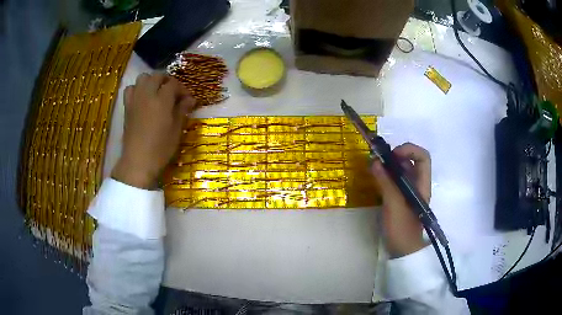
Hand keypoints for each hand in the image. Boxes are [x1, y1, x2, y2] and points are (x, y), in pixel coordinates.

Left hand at [112, 73, 194, 188]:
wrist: (138, 161)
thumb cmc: (160, 148)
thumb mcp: (176, 130)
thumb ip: (182, 110)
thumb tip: (190, 99)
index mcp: (162, 100)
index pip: (173, 84)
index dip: (182, 89)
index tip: (187, 100)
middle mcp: (147, 94)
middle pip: (157, 76)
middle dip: (167, 81)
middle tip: (173, 93)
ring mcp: (135, 99)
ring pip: (142, 78)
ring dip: (151, 81)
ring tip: (156, 93)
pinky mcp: (127, 107)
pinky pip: (131, 89)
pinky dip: (137, 89)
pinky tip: (142, 99)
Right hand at [371, 143, 430, 257]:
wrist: (403, 250)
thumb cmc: (402, 228)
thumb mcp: (394, 205)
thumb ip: (385, 182)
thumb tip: (375, 161)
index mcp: (422, 184)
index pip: (423, 157)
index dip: (409, 150)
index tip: (392, 155)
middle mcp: (418, 184)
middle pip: (411, 161)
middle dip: (395, 156)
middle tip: (379, 160)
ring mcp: (409, 191)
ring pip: (402, 170)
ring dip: (389, 165)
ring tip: (374, 167)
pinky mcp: (401, 198)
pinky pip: (395, 180)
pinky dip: (386, 176)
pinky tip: (376, 179)